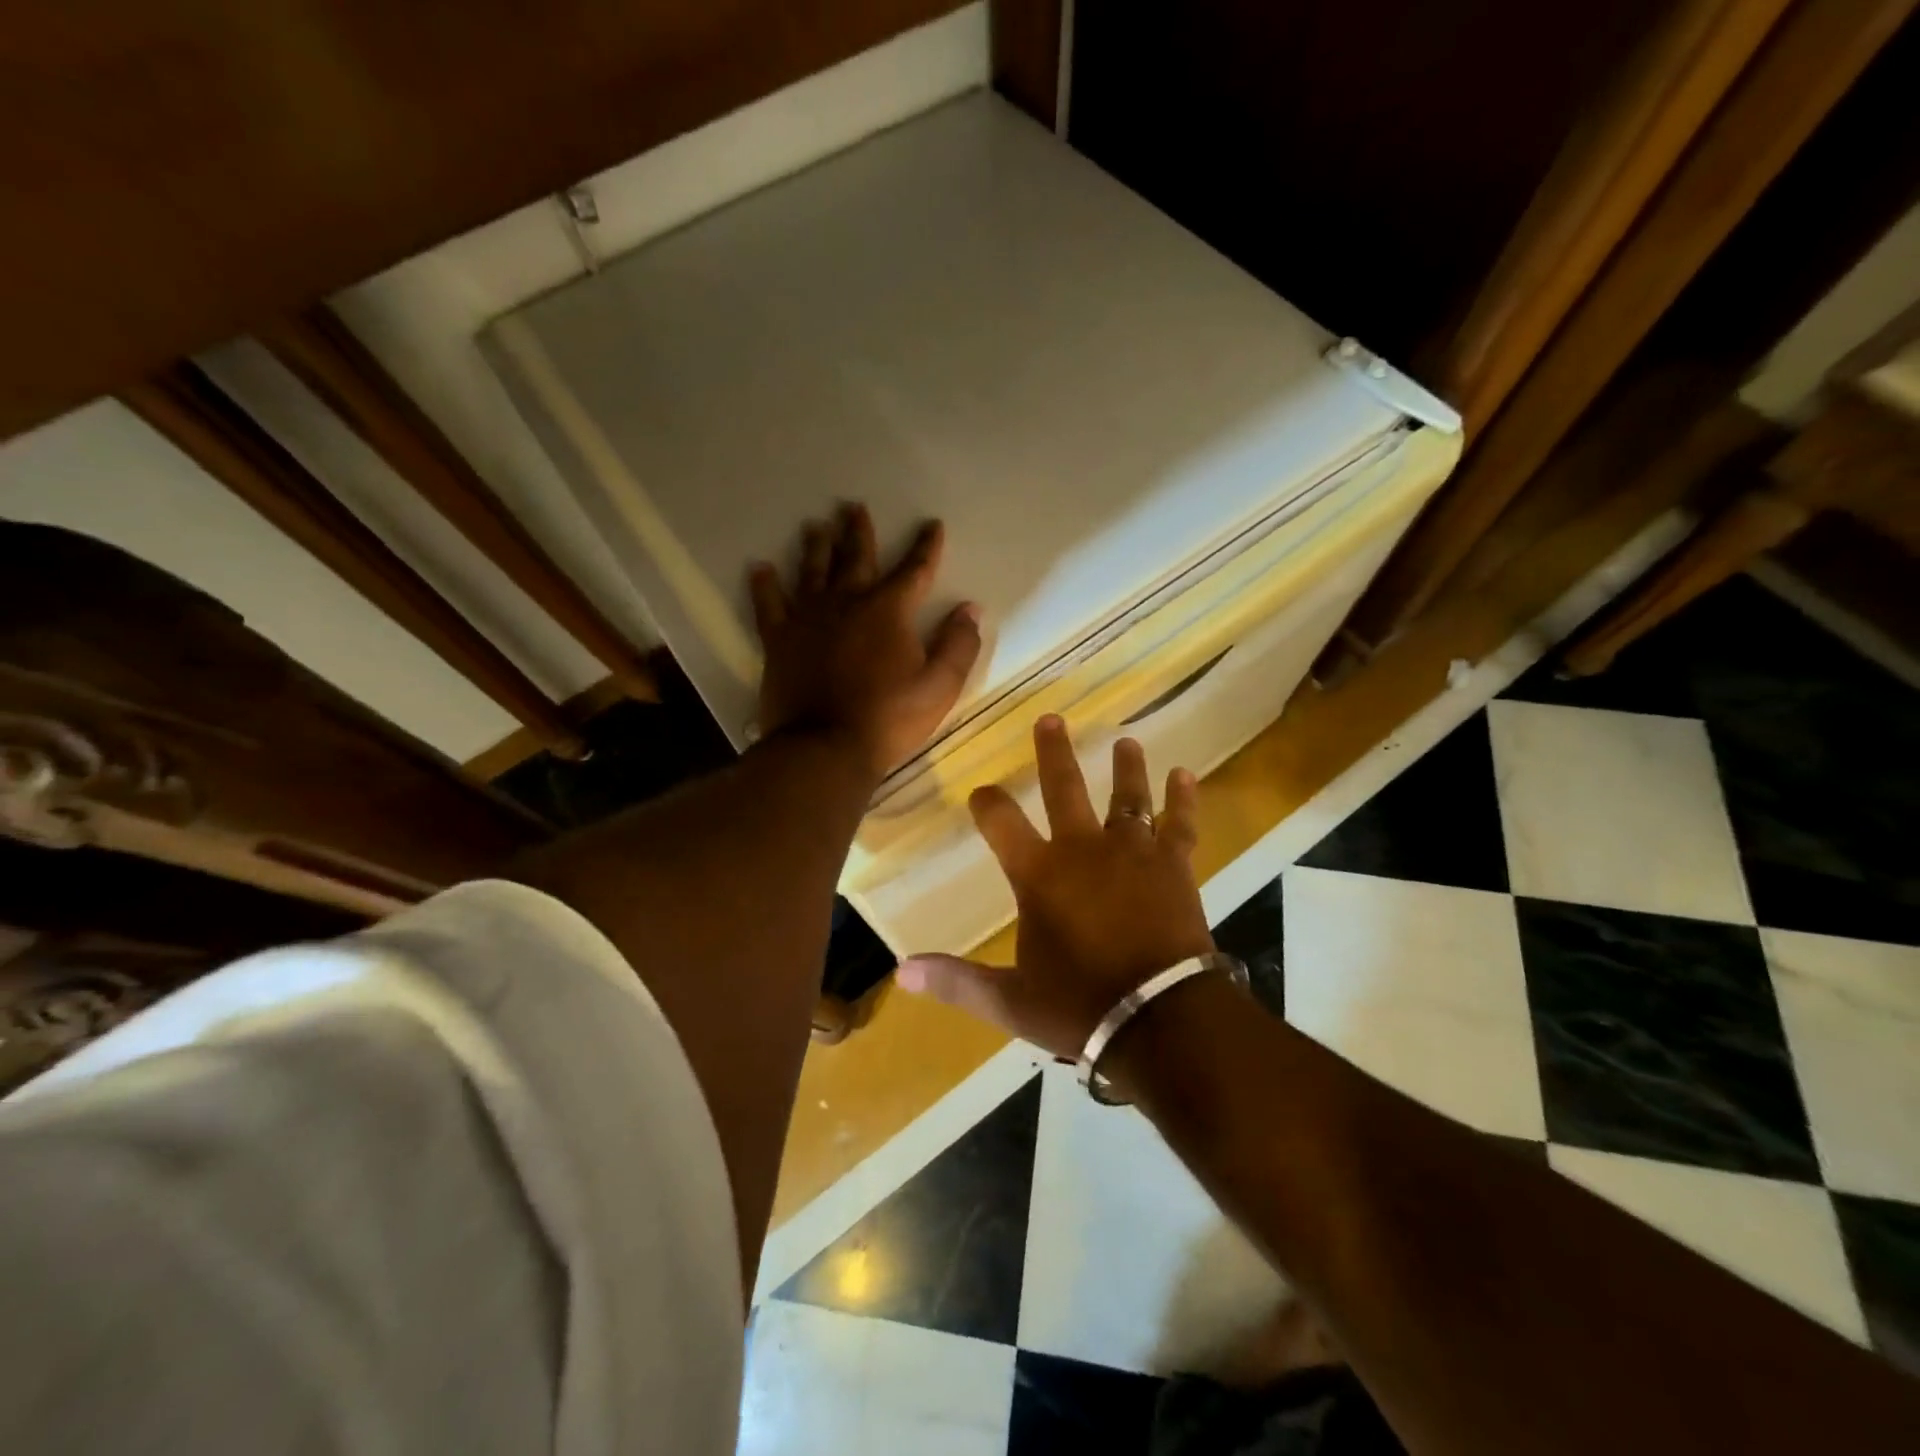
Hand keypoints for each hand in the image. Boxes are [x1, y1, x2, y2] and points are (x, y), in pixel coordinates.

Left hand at [751, 503, 982, 778]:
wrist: (824, 747)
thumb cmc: (888, 719)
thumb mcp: (939, 687)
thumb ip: (958, 645)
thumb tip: (970, 609)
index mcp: (888, 610)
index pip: (914, 569)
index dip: (925, 546)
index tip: (931, 524)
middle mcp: (847, 603)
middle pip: (855, 558)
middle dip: (858, 532)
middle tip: (853, 506)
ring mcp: (808, 619)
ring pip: (812, 571)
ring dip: (816, 547)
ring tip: (816, 526)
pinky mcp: (779, 640)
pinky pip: (770, 605)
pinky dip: (765, 586)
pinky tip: (760, 568)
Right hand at [896, 716, 1214, 1058]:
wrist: (1161, 1019)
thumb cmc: (1080, 1006)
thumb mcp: (1010, 1000)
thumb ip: (957, 980)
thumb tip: (901, 973)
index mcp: (1039, 874)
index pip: (1000, 822)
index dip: (986, 803)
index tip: (980, 791)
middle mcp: (1083, 849)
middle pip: (1065, 788)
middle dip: (1053, 753)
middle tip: (1051, 718)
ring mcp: (1133, 853)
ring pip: (1127, 797)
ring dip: (1125, 767)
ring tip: (1126, 741)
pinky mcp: (1174, 866)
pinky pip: (1179, 823)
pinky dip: (1183, 799)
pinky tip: (1185, 775)